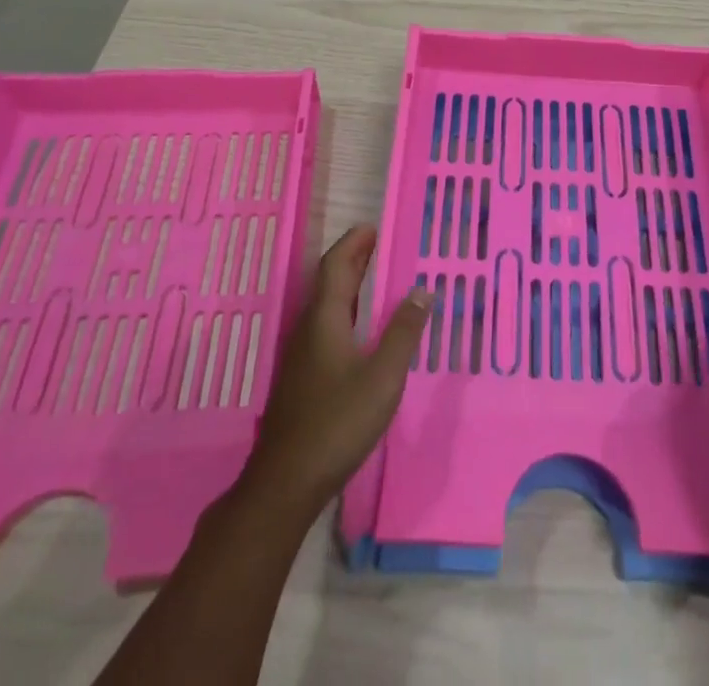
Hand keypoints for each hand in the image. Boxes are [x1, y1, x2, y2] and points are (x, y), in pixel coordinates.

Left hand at [240, 226, 431, 518]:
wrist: (286, 482)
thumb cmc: (337, 422)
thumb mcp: (382, 377)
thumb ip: (404, 333)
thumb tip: (422, 291)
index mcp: (325, 319)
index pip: (336, 266)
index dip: (354, 244)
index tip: (373, 227)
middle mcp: (309, 329)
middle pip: (329, 282)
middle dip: (352, 260)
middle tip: (377, 244)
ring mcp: (302, 355)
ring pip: (326, 306)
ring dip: (348, 285)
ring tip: (374, 278)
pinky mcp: (303, 378)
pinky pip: (326, 326)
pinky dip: (346, 311)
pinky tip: (360, 329)